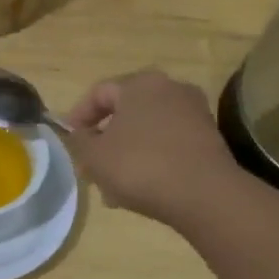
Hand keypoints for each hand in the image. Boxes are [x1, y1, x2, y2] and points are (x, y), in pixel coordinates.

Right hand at [65, 70, 239, 224]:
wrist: (205, 195)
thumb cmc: (141, 166)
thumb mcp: (95, 156)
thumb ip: (79, 141)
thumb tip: (80, 134)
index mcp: (140, 83)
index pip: (99, 92)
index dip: (78, 116)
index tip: (69, 140)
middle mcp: (170, 88)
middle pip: (125, 112)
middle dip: (105, 140)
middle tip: (91, 167)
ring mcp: (194, 112)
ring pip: (147, 131)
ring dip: (127, 154)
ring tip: (114, 188)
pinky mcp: (209, 138)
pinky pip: (169, 144)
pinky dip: (152, 160)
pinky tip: (143, 189)